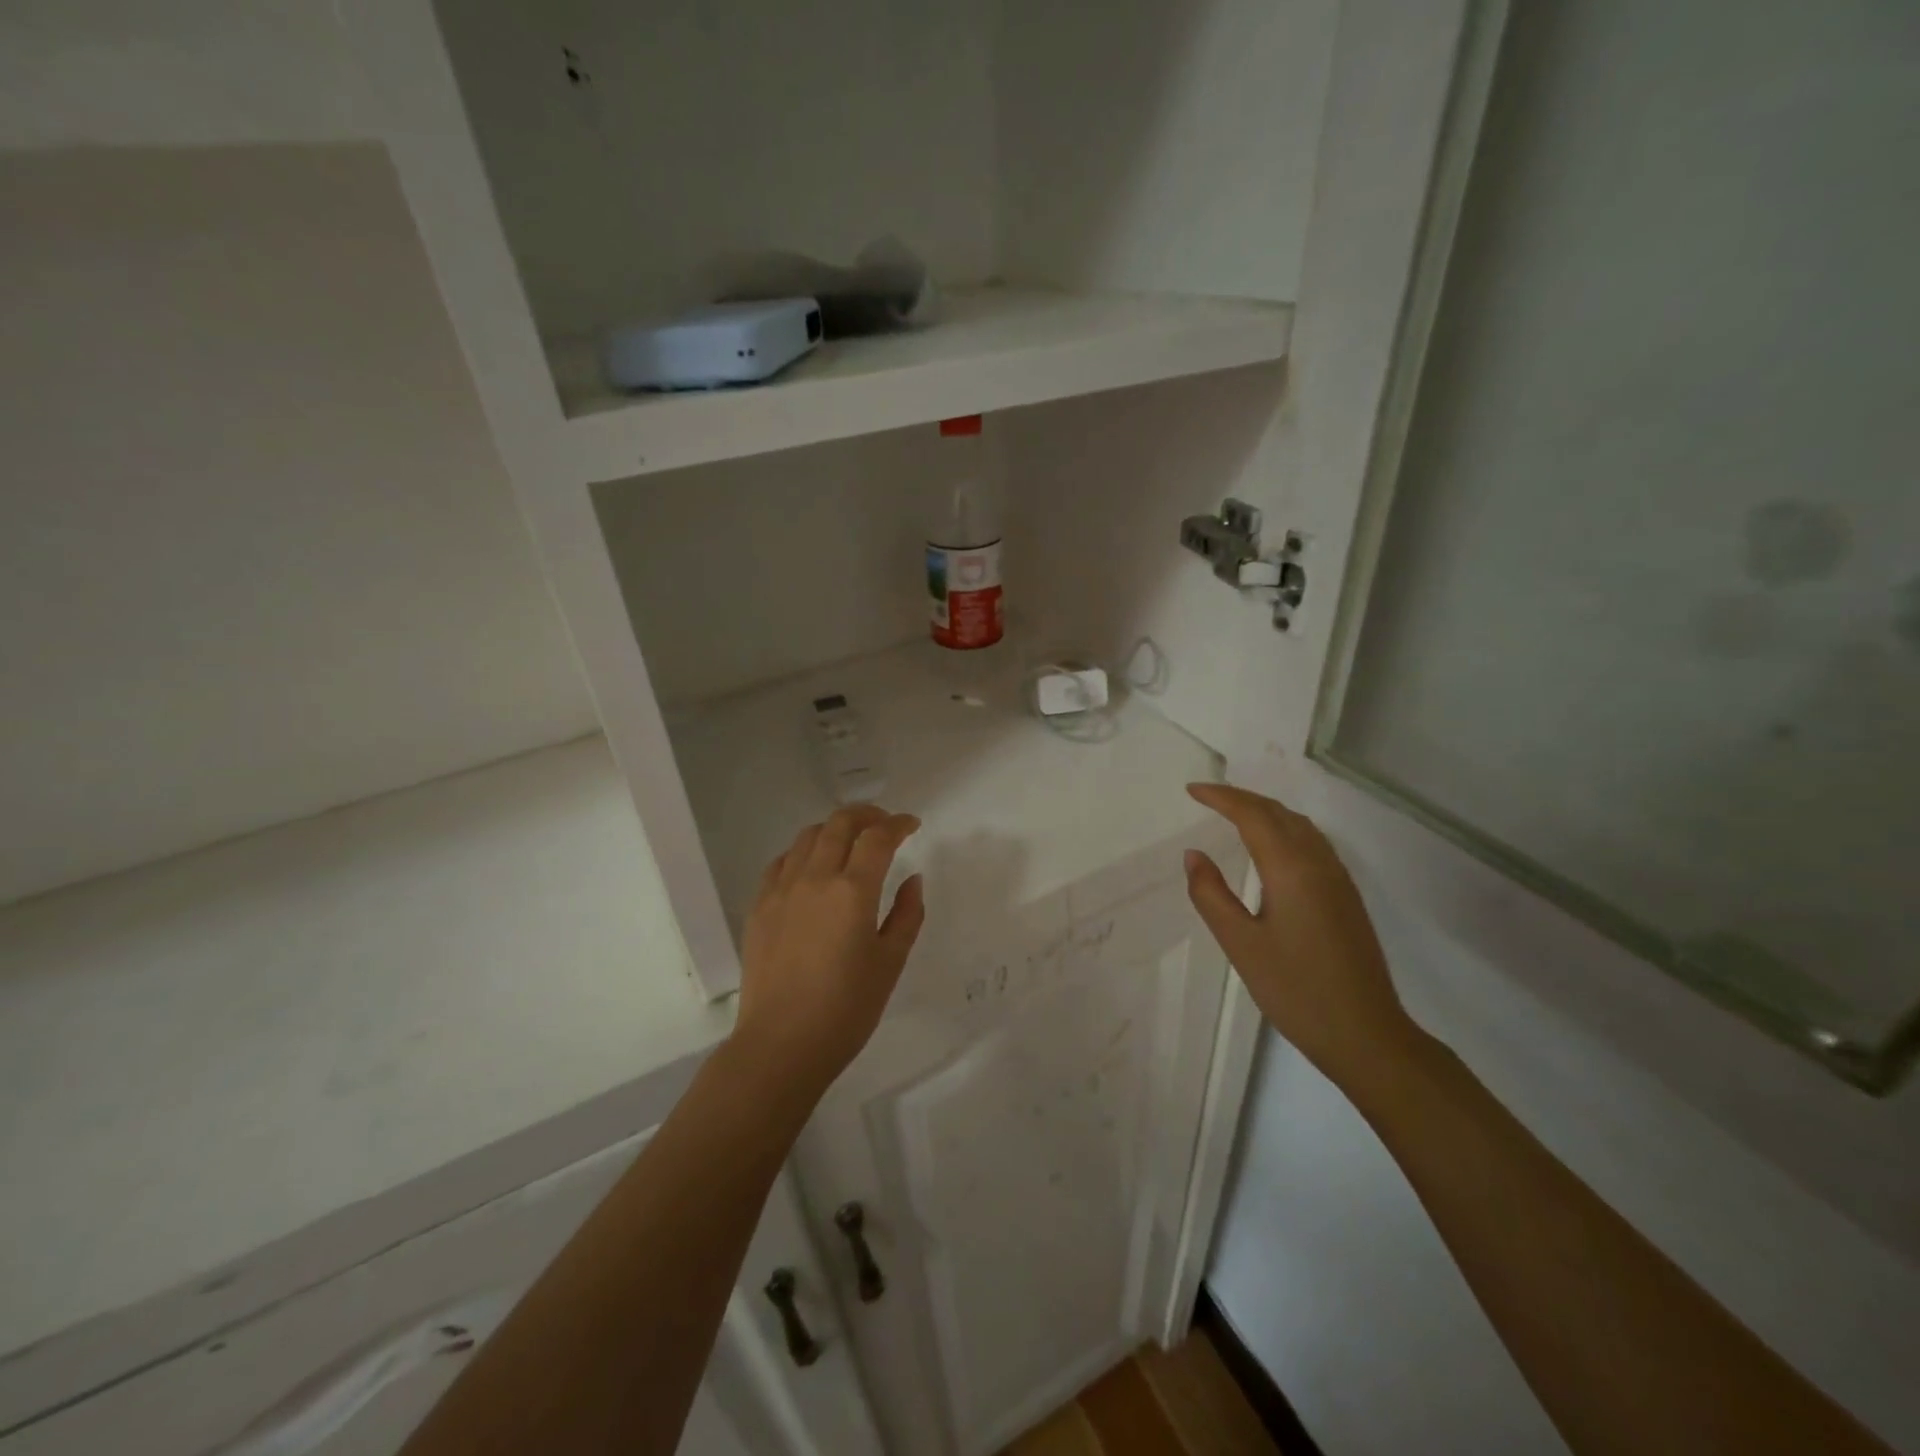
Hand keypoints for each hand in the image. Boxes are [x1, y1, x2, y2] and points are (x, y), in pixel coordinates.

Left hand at [732, 804, 925, 1096]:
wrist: (781, 1044)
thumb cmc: (846, 1009)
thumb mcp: (890, 963)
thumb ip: (907, 914)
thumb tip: (912, 880)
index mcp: (852, 890)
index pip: (878, 837)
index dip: (898, 824)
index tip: (912, 825)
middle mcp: (815, 878)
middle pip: (840, 823)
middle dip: (867, 815)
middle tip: (884, 824)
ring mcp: (781, 890)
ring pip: (808, 836)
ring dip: (834, 829)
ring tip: (850, 841)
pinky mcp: (759, 906)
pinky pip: (781, 861)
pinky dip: (803, 852)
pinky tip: (811, 867)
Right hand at [1183, 783, 1425, 1100]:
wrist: (1366, 1034)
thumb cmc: (1296, 990)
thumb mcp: (1241, 944)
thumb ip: (1212, 895)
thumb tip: (1194, 854)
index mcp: (1291, 869)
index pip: (1253, 815)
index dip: (1221, 797)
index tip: (1191, 790)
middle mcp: (1319, 864)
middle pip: (1279, 813)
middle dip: (1242, 798)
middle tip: (1207, 797)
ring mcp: (1339, 879)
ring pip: (1300, 826)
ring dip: (1265, 811)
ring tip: (1234, 814)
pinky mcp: (1347, 897)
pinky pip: (1312, 843)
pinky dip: (1284, 829)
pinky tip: (1272, 847)